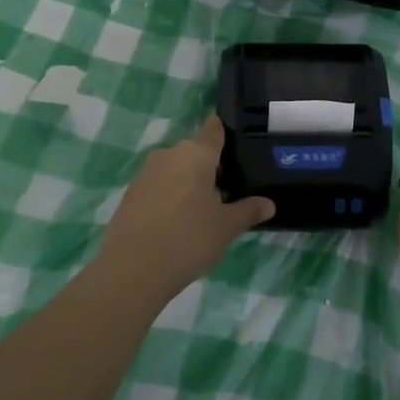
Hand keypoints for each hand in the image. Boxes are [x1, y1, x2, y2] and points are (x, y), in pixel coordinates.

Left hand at [95, 116, 273, 301]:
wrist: (132, 269)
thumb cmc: (188, 239)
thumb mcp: (226, 227)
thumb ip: (248, 211)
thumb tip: (269, 204)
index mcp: (195, 153)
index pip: (214, 130)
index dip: (225, 133)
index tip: (238, 144)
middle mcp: (169, 155)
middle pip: (195, 152)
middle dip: (211, 168)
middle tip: (229, 192)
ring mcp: (145, 174)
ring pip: (176, 170)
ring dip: (189, 183)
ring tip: (205, 211)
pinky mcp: (130, 194)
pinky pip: (159, 187)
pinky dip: (171, 197)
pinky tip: (179, 223)